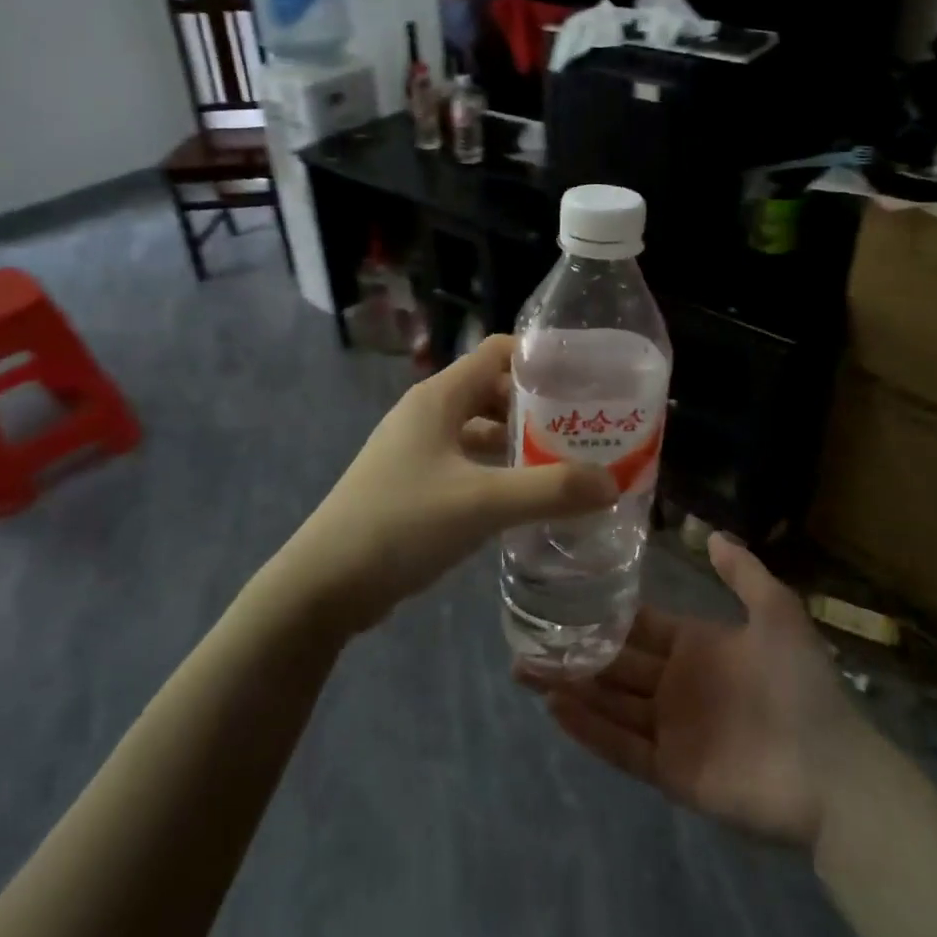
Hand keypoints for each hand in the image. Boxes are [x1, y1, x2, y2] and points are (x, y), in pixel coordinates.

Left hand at [284, 336, 617, 632]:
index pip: (497, 352)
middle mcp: (428, 413)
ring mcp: (418, 449)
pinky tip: (526, 497)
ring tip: (568, 461)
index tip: (585, 378)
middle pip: (493, 390)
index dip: (540, 358)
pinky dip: (498, 471)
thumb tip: (611, 481)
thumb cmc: (402, 524)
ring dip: (519, 441)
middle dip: (538, 406)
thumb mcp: (482, 503)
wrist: (325, 583)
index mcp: (440, 397)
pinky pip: (467, 463)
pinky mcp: (415, 483)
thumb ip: (549, 490)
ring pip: (480, 430)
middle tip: (586, 426)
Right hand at [517, 534, 859, 848]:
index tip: (563, 596)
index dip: (604, 613)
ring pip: (610, 703)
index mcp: (696, 646)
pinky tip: (556, 708)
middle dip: (574, 651)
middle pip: (615, 664)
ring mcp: (671, 729)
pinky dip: (589, 729)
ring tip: (526, 669)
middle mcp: (676, 684)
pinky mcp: (670, 770)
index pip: (639, 625)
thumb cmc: (800, 686)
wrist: (832, 772)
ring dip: (571, 687)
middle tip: (525, 639)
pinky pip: (622, 747)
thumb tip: (710, 532)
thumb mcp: (777, 613)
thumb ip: (744, 573)